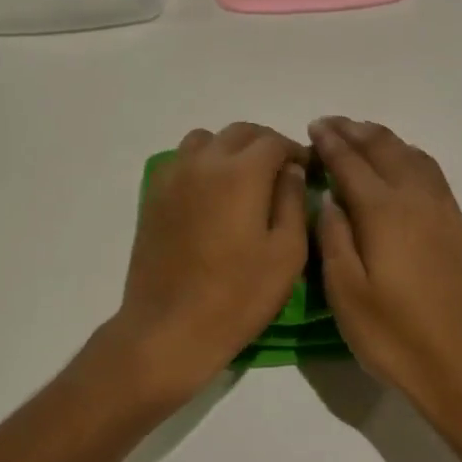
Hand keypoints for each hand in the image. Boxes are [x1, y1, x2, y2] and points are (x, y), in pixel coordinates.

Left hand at [115, 123, 307, 393]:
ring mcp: (173, 176)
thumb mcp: (287, 253)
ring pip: (206, 140)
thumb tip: (290, 169)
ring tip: (244, 181)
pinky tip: (212, 195)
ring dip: (230, 150)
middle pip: (239, 133)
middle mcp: (203, 162)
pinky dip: (202, 163)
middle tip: (281, 174)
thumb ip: (293, 201)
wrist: (169, 328)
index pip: (274, 141)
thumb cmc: (238, 296)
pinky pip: (181, 160)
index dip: (296, 151)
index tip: (308, 171)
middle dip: (265, 145)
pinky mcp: (153, 195)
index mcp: (240, 172)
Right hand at [309, 117, 461, 433]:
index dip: (331, 143)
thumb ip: (334, 238)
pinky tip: (403, 165)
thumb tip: (331, 199)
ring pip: (413, 156)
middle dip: (356, 132)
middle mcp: (416, 200)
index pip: (351, 164)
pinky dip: (410, 156)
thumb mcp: (346, 293)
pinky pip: (432, 173)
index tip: (314, 127)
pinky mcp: (460, 228)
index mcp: (384, 212)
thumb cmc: (395, 336)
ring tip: (363, 135)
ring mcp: (444, 212)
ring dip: (385, 139)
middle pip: (385, 150)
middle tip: (332, 124)